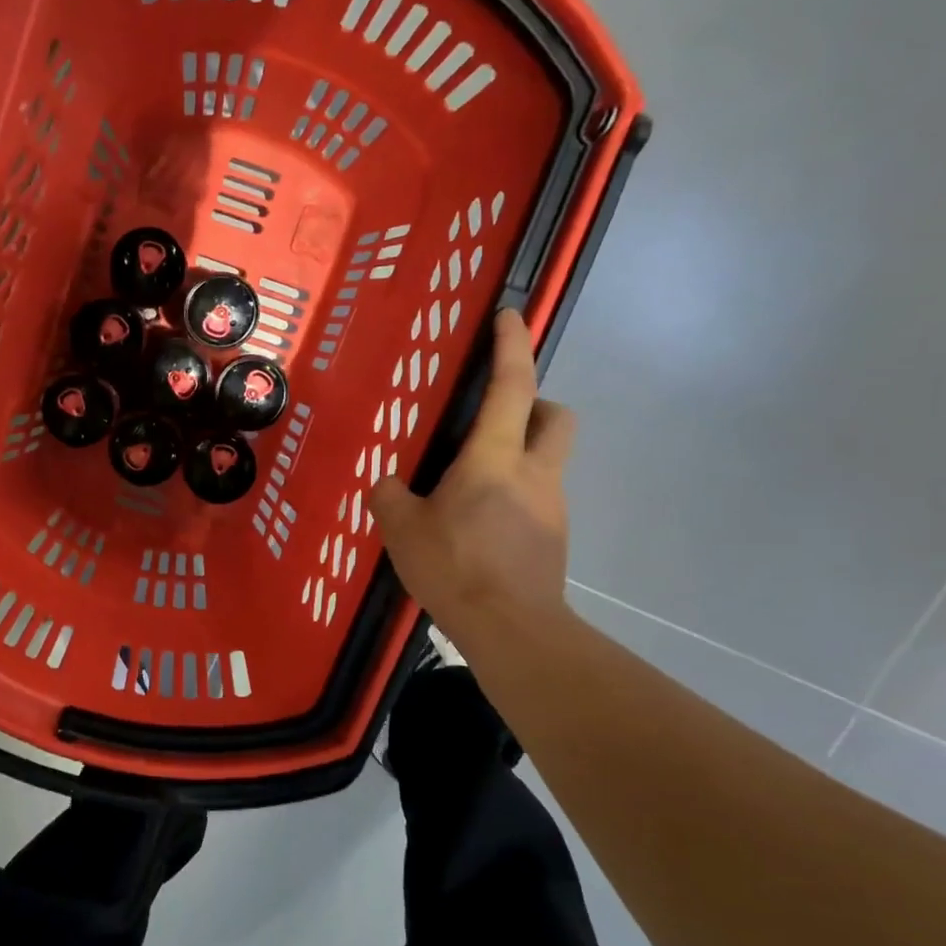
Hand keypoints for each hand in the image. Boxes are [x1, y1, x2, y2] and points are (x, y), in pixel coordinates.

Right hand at [373, 308, 575, 655]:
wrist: (512, 629)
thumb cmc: (455, 567)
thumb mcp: (401, 529)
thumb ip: (389, 496)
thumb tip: (389, 485)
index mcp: (494, 459)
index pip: (512, 387)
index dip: (512, 346)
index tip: (510, 316)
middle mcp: (534, 473)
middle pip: (556, 416)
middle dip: (535, 402)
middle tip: (495, 417)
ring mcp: (551, 506)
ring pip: (547, 459)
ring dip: (518, 454)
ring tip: (469, 486)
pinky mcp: (554, 537)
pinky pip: (537, 497)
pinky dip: (514, 494)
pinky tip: (479, 525)